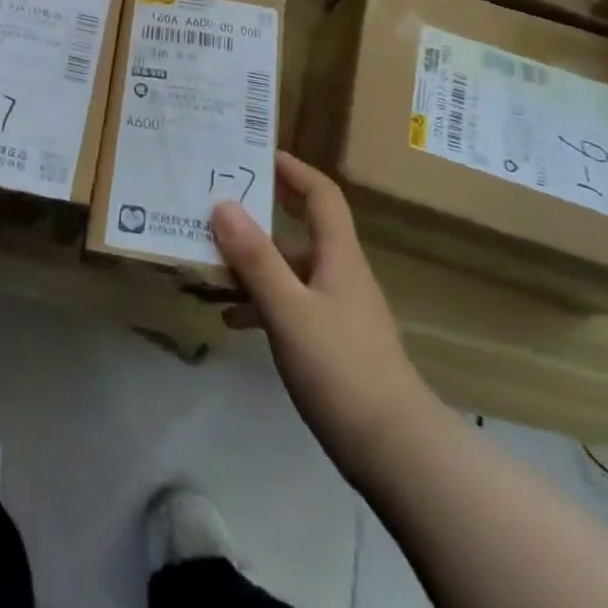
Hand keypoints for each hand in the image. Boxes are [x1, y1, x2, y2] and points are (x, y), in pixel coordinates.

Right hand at [212, 152, 430, 477]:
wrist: (397, 452)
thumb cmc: (341, 369)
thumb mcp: (289, 310)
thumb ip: (255, 259)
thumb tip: (223, 204)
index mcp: (338, 257)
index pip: (321, 195)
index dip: (293, 170)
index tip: (258, 154)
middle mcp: (341, 275)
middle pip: (302, 230)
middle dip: (262, 216)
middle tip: (220, 205)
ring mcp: (339, 311)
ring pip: (292, 271)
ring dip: (255, 264)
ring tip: (211, 265)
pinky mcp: (334, 344)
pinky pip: (291, 305)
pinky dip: (262, 303)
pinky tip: (232, 319)